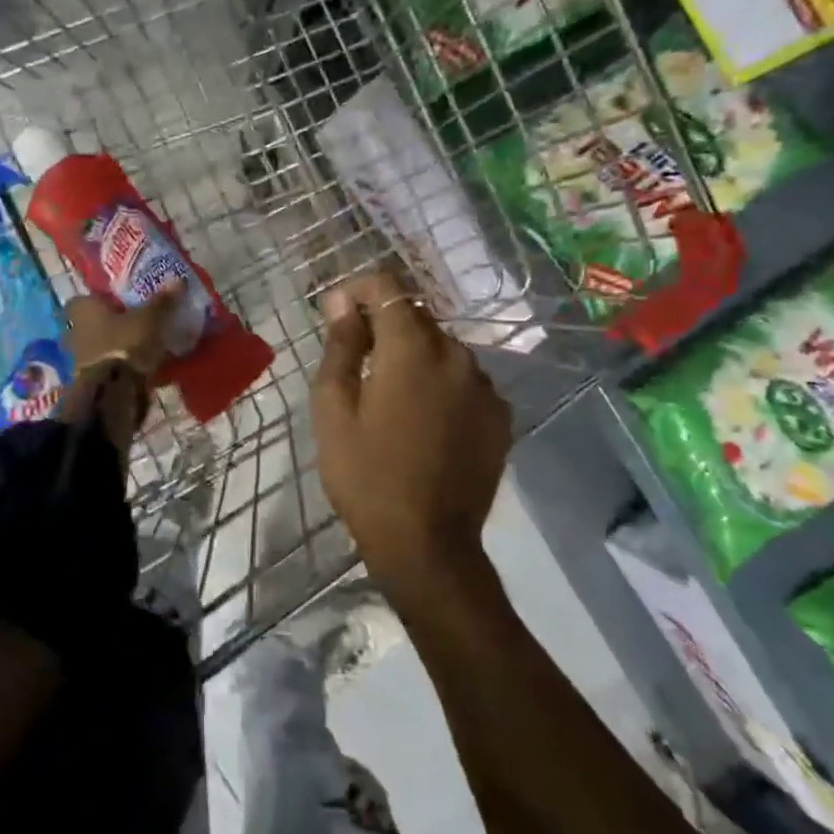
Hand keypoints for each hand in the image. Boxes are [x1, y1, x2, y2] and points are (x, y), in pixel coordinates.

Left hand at [64, 287, 177, 375]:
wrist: (113, 392)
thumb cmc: (125, 344)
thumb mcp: (149, 319)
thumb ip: (161, 301)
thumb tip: (177, 280)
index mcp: (83, 310)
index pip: (84, 298)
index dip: (100, 299)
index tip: (120, 301)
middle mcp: (74, 332)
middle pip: (90, 324)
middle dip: (108, 324)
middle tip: (132, 323)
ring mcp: (79, 359)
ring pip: (97, 347)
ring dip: (113, 347)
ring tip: (140, 347)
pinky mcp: (89, 381)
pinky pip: (105, 367)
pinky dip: (118, 367)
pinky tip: (139, 368)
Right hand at [312, 272, 512, 607]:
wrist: (427, 545)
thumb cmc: (365, 475)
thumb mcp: (334, 408)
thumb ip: (341, 345)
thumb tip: (341, 301)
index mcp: (413, 349)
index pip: (387, 288)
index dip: (358, 290)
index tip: (336, 311)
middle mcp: (457, 355)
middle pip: (416, 318)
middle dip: (384, 326)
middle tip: (356, 361)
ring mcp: (484, 386)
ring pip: (442, 349)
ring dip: (414, 356)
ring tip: (389, 396)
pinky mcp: (499, 416)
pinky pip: (463, 381)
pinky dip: (441, 384)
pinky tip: (423, 420)